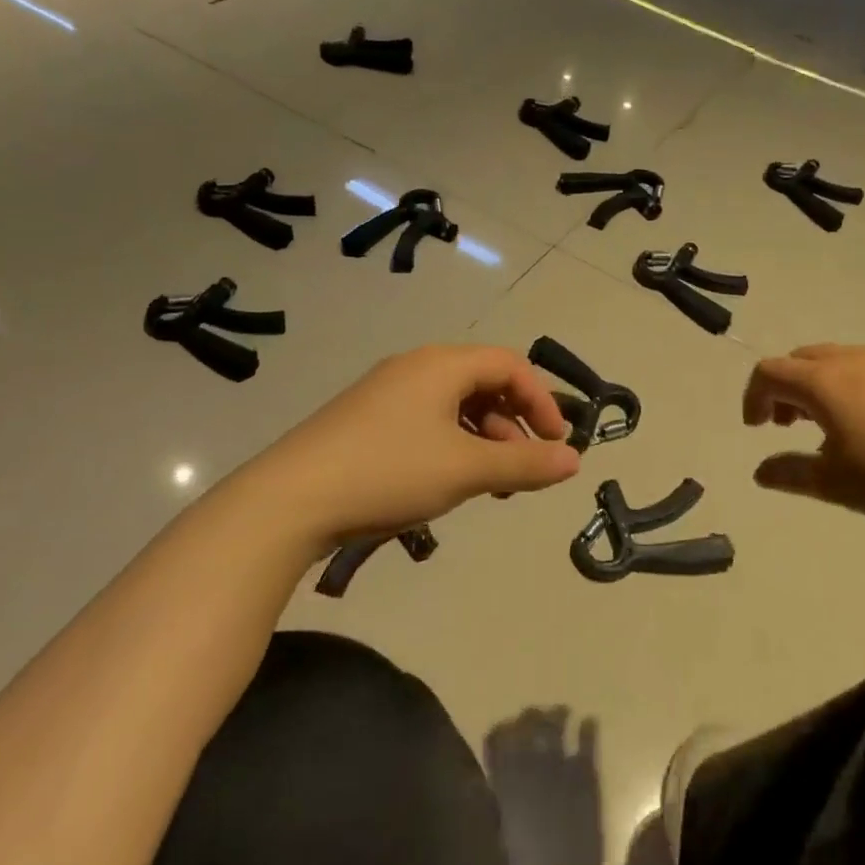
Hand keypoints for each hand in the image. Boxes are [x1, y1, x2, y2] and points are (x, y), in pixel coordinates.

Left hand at [251, 345, 581, 548]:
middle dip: (513, 423)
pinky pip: (427, 422)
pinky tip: (450, 483)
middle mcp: (416, 368)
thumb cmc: (389, 472)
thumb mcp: (466, 469)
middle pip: (483, 382)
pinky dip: (453, 446)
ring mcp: (387, 394)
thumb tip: (575, 461)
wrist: (289, 500)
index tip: (557, 444)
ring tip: (491, 485)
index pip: (510, 365)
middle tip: (524, 467)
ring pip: (455, 406)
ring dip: (484, 439)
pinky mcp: (367, 422)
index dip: (542, 401)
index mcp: (442, 364)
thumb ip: (525, 464)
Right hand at [742, 344, 864, 525]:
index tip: (757, 428)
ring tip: (830, 424)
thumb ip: (790, 473)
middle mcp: (851, 359)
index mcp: (823, 382)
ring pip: (835, 359)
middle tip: (788, 425)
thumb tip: (761, 471)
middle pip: (800, 359)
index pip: (769, 372)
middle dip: (784, 388)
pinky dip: (851, 385)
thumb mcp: (835, 484)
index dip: (753, 396)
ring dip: (817, 385)